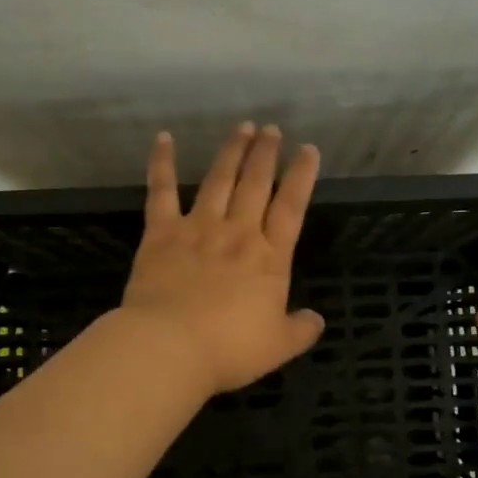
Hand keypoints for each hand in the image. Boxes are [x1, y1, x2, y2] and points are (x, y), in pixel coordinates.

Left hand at [121, 122, 325, 395]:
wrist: (171, 346)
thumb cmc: (230, 349)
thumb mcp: (279, 346)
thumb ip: (301, 329)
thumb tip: (316, 319)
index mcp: (270, 258)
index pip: (291, 207)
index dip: (301, 176)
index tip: (308, 150)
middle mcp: (238, 233)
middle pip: (256, 184)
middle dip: (266, 154)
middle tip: (271, 129)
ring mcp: (198, 228)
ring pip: (219, 180)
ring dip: (232, 152)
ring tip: (242, 128)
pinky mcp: (162, 233)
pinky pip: (161, 191)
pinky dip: (161, 163)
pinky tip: (163, 138)